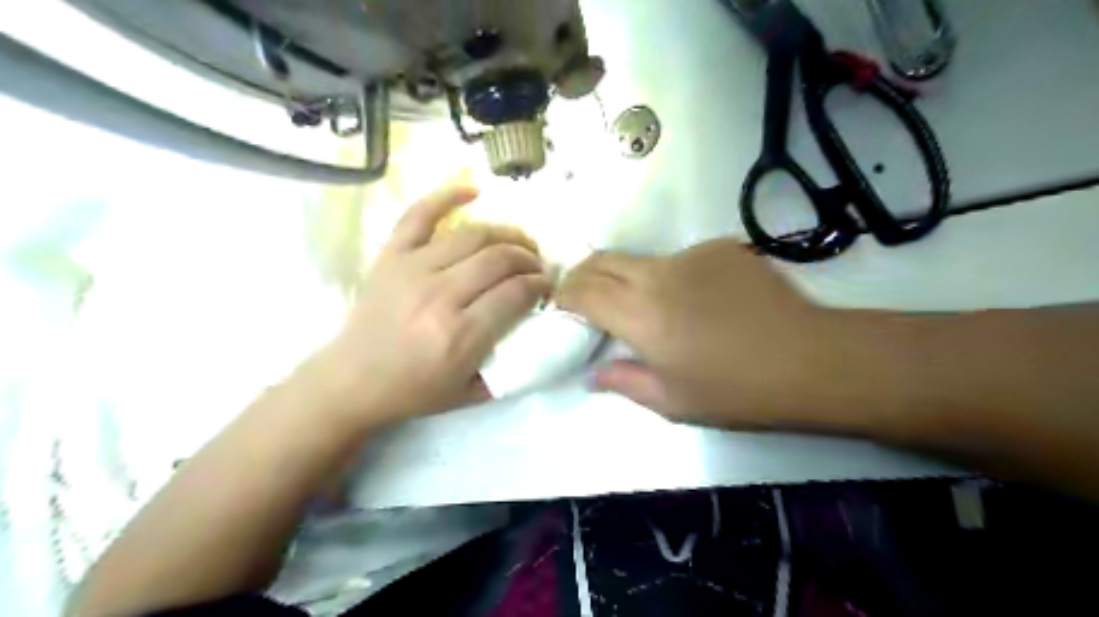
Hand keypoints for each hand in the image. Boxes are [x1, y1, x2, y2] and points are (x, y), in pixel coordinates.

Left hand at [303, 184, 553, 428]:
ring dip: (505, 234)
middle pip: (499, 259)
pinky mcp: (391, 255)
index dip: (540, 284)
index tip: (548, 283)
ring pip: (472, 235)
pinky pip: (419, 214)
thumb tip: (536, 326)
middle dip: (528, 258)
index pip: (516, 293)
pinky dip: (447, 196)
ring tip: (517, 242)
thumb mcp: (471, 392)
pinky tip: (473, 191)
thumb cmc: (414, 390)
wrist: (352, 381)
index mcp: (461, 334)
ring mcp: (412, 269)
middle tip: (536, 265)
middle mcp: (440, 295)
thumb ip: (508, 364)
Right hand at [559, 238, 842, 424]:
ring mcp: (691, 255)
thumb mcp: (672, 401)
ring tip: (645, 304)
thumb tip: (591, 374)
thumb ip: (624, 381)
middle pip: (603, 261)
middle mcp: (658, 274)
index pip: (583, 291)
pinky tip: (697, 300)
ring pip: (640, 259)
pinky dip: (670, 276)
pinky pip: (680, 259)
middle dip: (583, 275)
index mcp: (641, 314)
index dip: (565, 296)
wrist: (811, 359)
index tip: (560, 306)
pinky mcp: (720, 248)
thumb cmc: (736, 391)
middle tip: (583, 296)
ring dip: (628, 277)